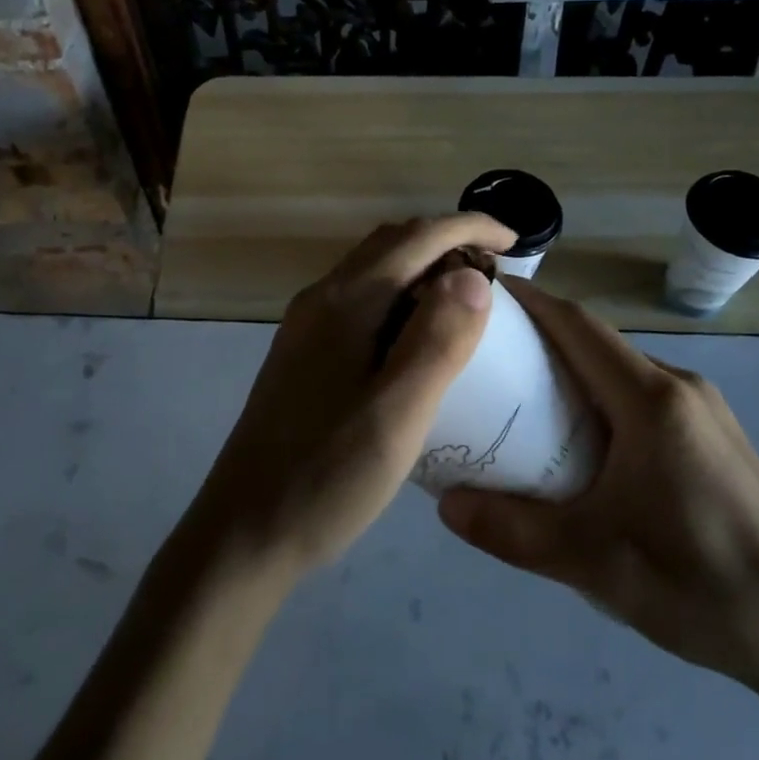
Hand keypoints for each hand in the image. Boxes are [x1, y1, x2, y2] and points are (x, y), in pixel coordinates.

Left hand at [184, 214, 516, 584]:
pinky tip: (419, 339)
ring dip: (424, 268)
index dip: (469, 228)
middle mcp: (322, 299)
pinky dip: (402, 298)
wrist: (243, 532)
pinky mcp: (304, 354)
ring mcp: (307, 326)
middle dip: (448, 242)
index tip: (515, 241)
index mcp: (346, 302)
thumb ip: (437, 341)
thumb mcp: (396, 414)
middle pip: (392, 244)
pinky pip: (362, 301)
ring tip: (468, 302)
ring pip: (375, 271)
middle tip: (498, 273)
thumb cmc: (326, 476)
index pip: (416, 238)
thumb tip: (472, 275)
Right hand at [437, 280, 758, 700]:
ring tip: (521, 398)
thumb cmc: (700, 586)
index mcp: (651, 400)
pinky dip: (601, 397)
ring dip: (572, 370)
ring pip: (621, 370)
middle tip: (486, 355)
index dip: (530, 301)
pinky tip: (581, 443)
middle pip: (597, 342)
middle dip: (540, 337)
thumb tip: (445, 505)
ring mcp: (705, 411)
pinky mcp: (716, 437)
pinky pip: (643, 395)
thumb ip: (512, 530)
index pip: (578, 325)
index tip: (484, 292)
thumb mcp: (593, 563)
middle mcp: (681, 388)